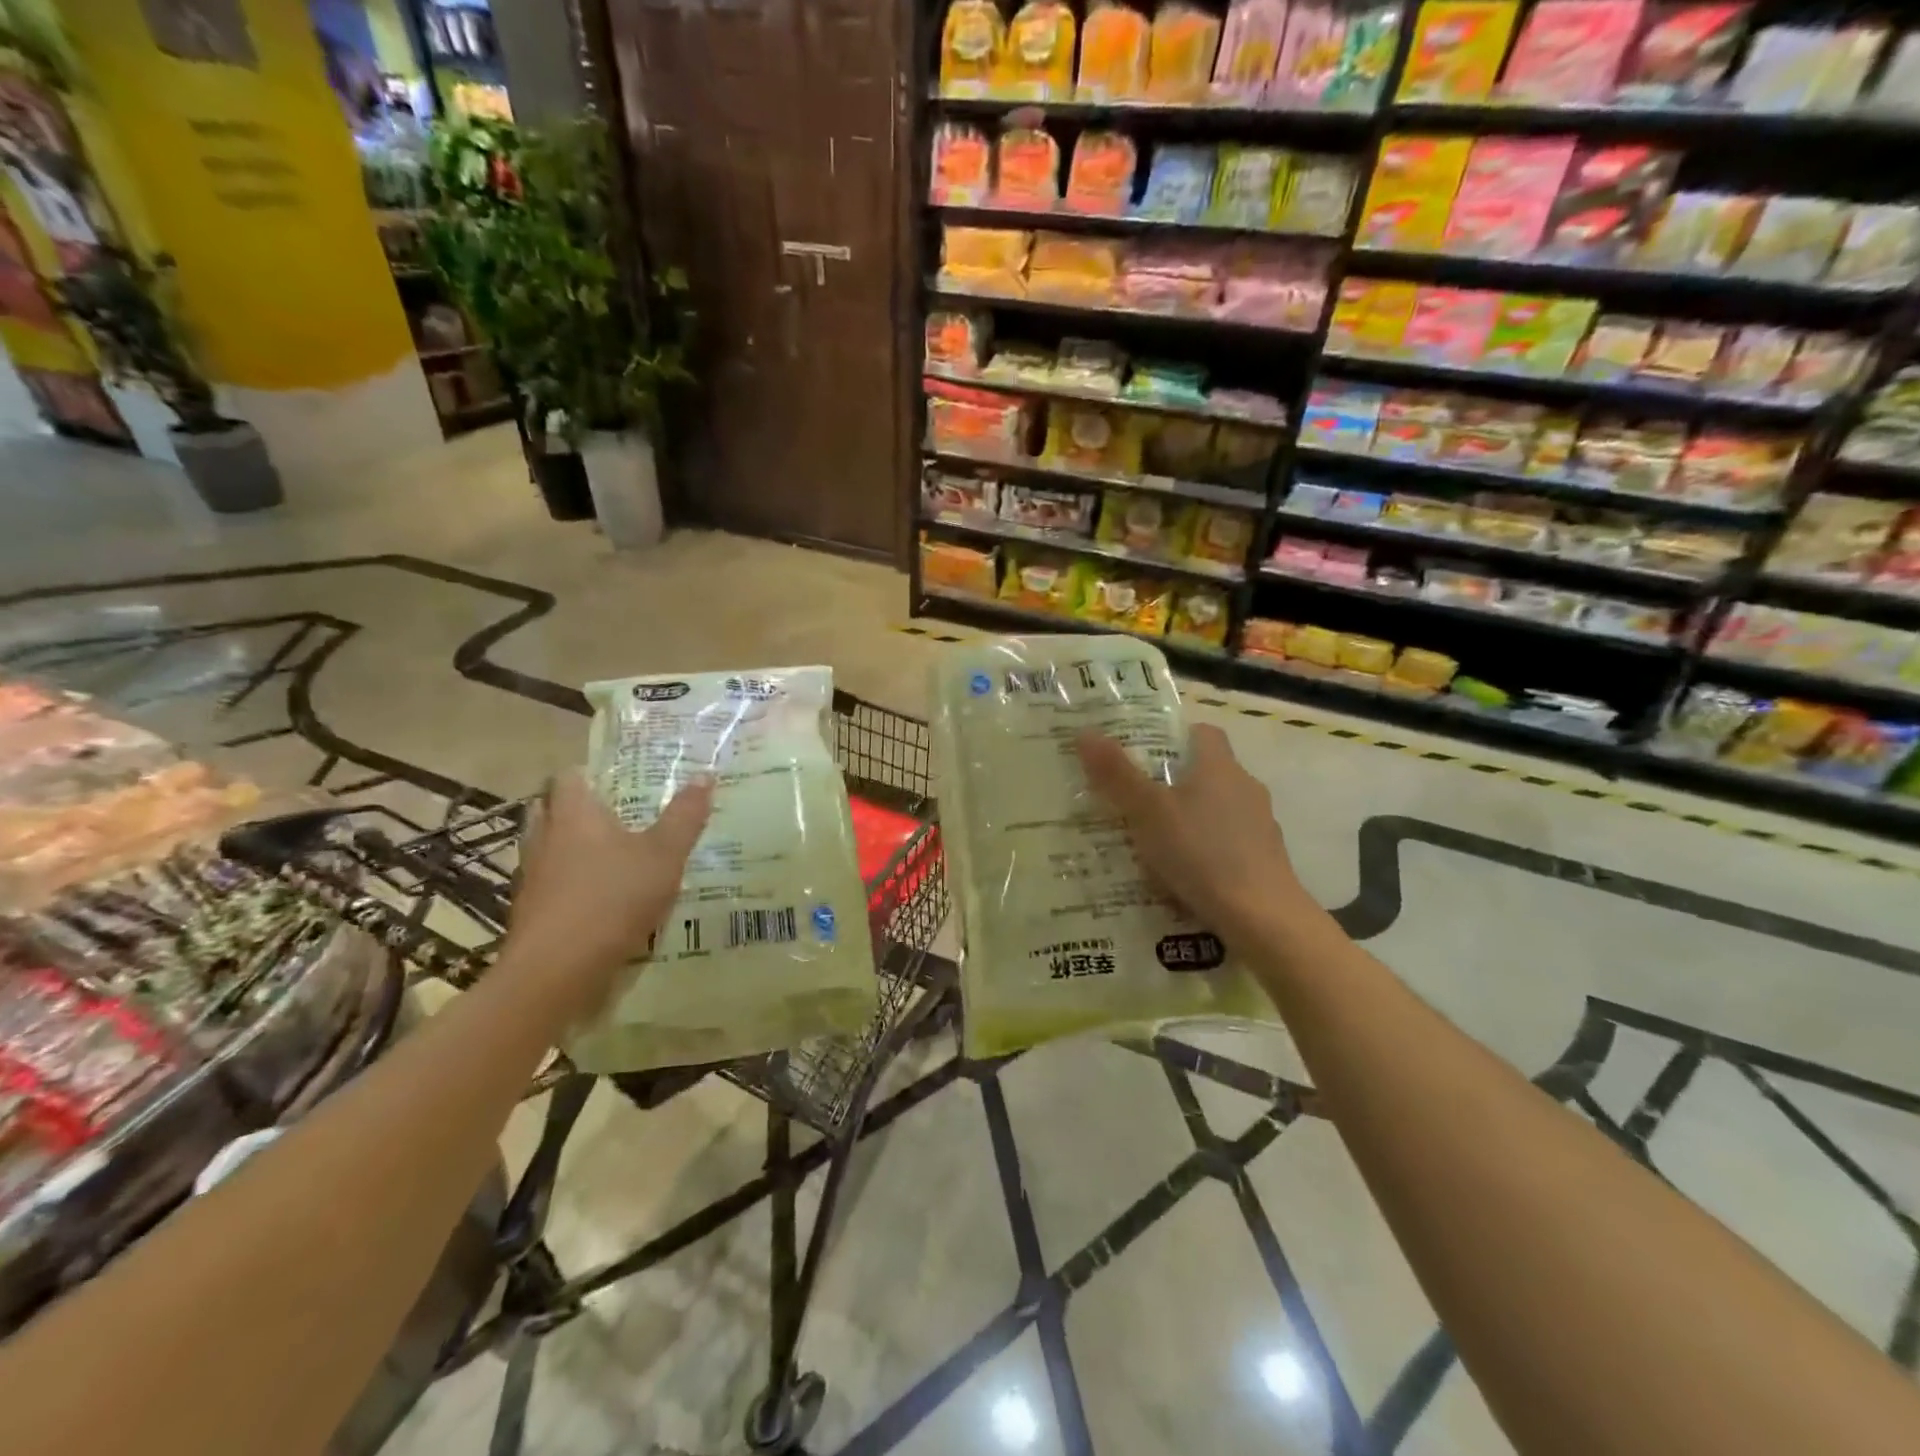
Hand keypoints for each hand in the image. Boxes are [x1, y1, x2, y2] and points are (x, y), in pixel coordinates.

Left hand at [506, 772, 712, 1021]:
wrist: (556, 971)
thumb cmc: (612, 898)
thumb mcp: (664, 855)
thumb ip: (685, 816)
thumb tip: (704, 774)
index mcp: (574, 813)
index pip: (570, 774)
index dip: (592, 772)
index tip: (621, 779)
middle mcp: (545, 837)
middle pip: (554, 808)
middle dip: (582, 808)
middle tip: (621, 814)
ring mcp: (533, 875)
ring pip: (551, 847)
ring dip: (575, 847)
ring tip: (616, 856)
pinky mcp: (531, 910)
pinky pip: (552, 882)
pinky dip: (572, 883)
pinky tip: (603, 898)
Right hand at [1075, 723, 1320, 948]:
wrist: (1262, 917)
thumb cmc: (1201, 852)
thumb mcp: (1147, 812)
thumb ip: (1117, 774)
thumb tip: (1085, 732)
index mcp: (1219, 767)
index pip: (1203, 733)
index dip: (1174, 736)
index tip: (1144, 751)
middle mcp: (1245, 788)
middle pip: (1208, 772)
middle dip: (1174, 782)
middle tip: (1134, 799)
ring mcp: (1260, 826)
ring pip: (1217, 810)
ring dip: (1190, 818)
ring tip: (1153, 841)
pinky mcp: (1265, 860)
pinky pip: (1227, 843)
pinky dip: (1205, 850)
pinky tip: (1182, 874)